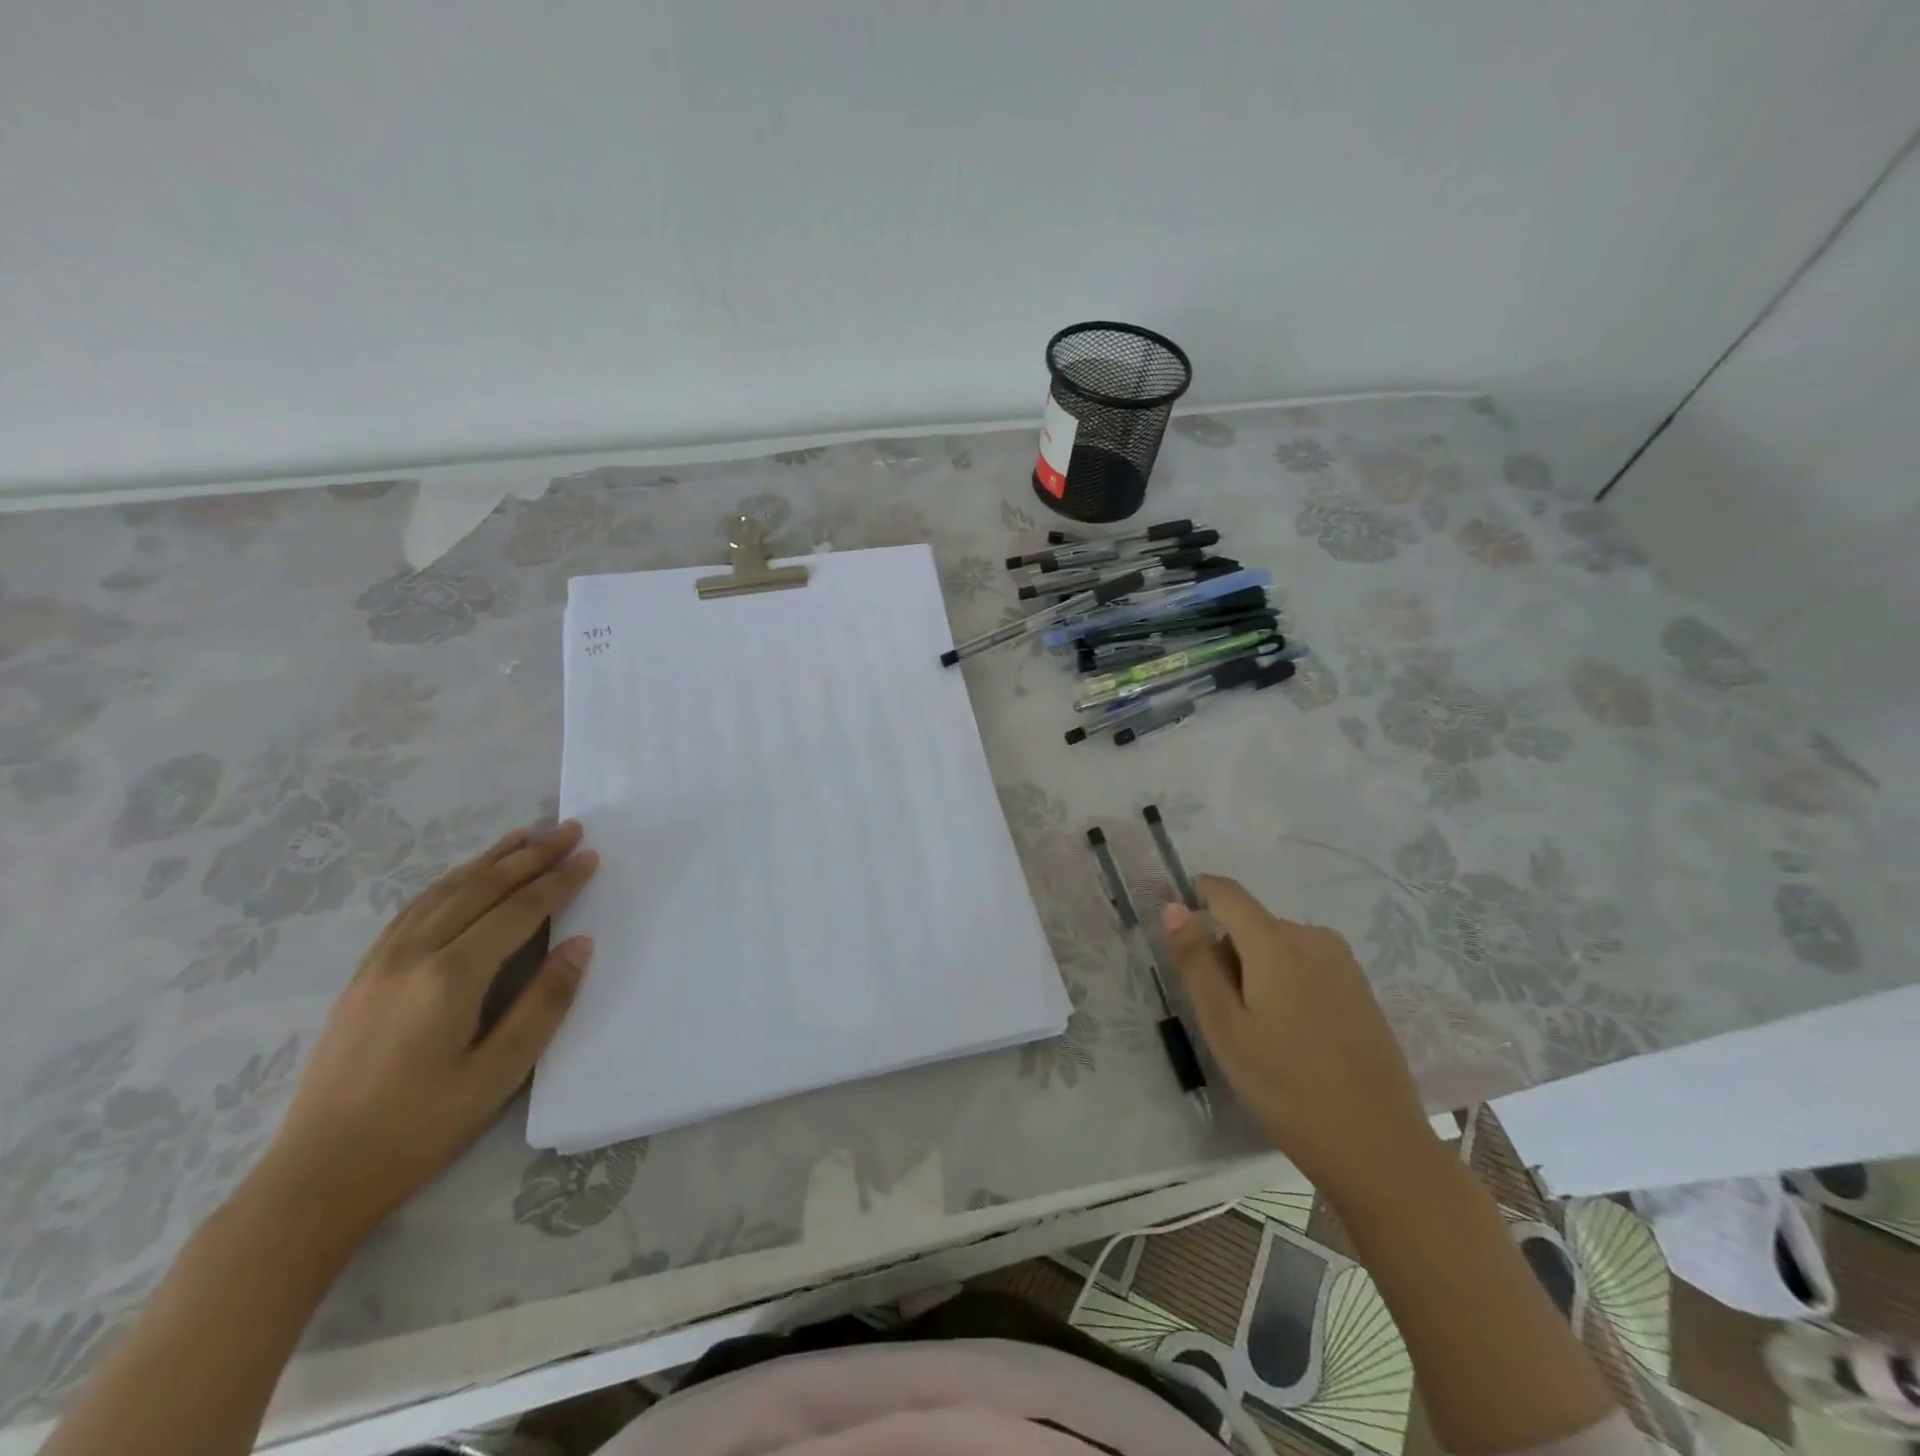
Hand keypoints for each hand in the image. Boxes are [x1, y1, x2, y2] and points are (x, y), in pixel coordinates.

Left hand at [254, 822, 599, 1239]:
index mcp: (450, 977)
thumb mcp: (498, 1075)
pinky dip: (449, 882)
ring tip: (524, 836)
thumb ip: (544, 1003)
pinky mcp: (364, 975)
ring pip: (444, 892)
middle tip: (568, 829)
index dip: (558, 881)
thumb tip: (581, 945)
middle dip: (530, 856)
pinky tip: (463, 877)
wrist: (315, 1177)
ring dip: (489, 860)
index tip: (590, 855)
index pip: (518, 911)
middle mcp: (414, 955)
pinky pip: (414, 909)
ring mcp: (381, 962)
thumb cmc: (419, 1129)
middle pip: (482, 889)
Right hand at [1163, 875, 1436, 1195]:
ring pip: (1277, 946)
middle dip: (1226, 953)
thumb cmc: (1285, 1086)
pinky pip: (1306, 965)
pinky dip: (1285, 984)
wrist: (1378, 1148)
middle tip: (1222, 1014)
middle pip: (1250, 924)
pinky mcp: (1360, 988)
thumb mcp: (1224, 1027)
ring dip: (1256, 971)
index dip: (1195, 896)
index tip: (1178, 936)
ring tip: (1258, 1032)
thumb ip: (1196, 961)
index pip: (1226, 892)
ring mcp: (1343, 963)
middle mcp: (1313, 938)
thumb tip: (1173, 906)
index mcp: (1277, 942)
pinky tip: (1292, 1037)